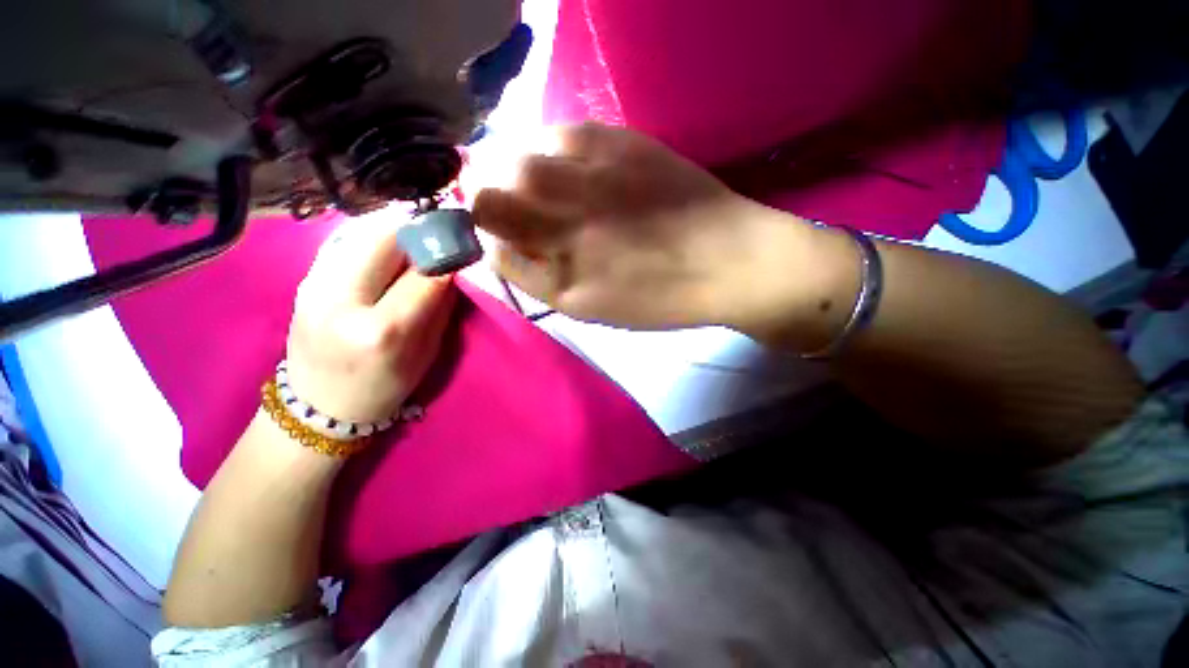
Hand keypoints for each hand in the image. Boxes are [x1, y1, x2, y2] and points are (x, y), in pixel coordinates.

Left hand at [285, 218, 456, 423]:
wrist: (318, 406)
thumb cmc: (384, 388)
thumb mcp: (426, 354)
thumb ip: (438, 308)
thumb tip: (451, 269)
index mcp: (380, 330)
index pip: (424, 276)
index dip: (448, 257)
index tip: (463, 248)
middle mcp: (341, 301)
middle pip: (386, 239)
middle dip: (420, 231)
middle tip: (440, 234)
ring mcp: (314, 286)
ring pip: (362, 233)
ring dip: (397, 230)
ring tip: (417, 239)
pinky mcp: (305, 280)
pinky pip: (346, 243)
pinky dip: (374, 238)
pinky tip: (388, 248)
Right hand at [472, 122, 788, 329]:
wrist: (728, 263)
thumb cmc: (663, 298)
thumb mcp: (595, 310)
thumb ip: (543, 282)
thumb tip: (504, 250)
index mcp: (565, 286)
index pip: (496, 253)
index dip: (486, 240)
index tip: (492, 233)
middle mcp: (569, 235)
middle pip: (490, 204)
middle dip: (479, 198)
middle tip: (491, 195)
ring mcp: (593, 188)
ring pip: (516, 164)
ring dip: (504, 165)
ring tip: (519, 171)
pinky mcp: (622, 148)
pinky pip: (561, 133)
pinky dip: (544, 141)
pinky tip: (555, 153)